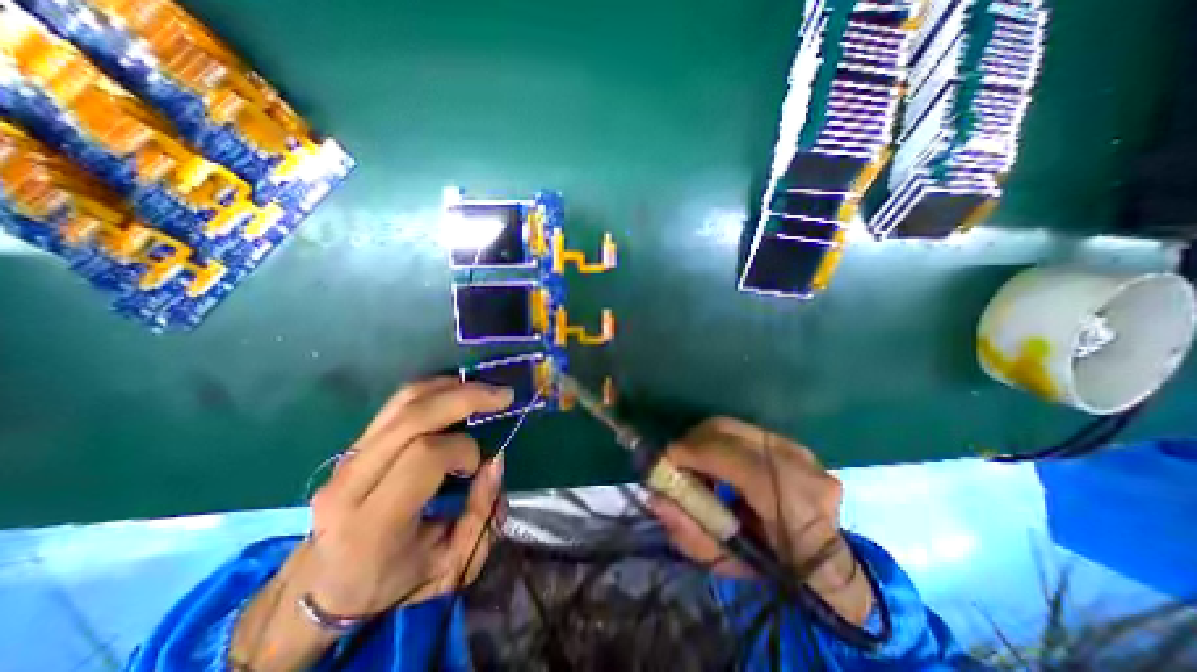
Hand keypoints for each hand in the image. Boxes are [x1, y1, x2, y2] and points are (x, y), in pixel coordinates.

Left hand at [231, 378, 514, 671]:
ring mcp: (347, 458)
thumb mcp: (451, 565)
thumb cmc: (392, 581)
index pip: (424, 457)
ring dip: (452, 387)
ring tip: (486, 390)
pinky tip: (459, 391)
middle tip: (503, 396)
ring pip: (404, 402)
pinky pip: (397, 403)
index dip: (463, 450)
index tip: (478, 466)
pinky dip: (435, 389)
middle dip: (466, 398)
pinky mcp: (354, 444)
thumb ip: (481, 514)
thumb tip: (496, 460)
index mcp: (373, 523)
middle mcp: (352, 482)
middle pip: (413, 418)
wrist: (325, 585)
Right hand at [651, 419, 876, 623]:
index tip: (666, 459)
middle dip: (693, 440)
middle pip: (731, 432)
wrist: (826, 568)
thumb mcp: (727, 564)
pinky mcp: (794, 444)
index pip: (737, 460)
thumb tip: (655, 497)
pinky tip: (718, 461)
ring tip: (696, 463)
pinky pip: (745, 432)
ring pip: (735, 427)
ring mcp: (802, 451)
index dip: (695, 453)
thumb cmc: (774, 573)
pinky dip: (722, 442)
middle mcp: (801, 467)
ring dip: (706, 440)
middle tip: (675, 459)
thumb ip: (688, 531)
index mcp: (795, 505)